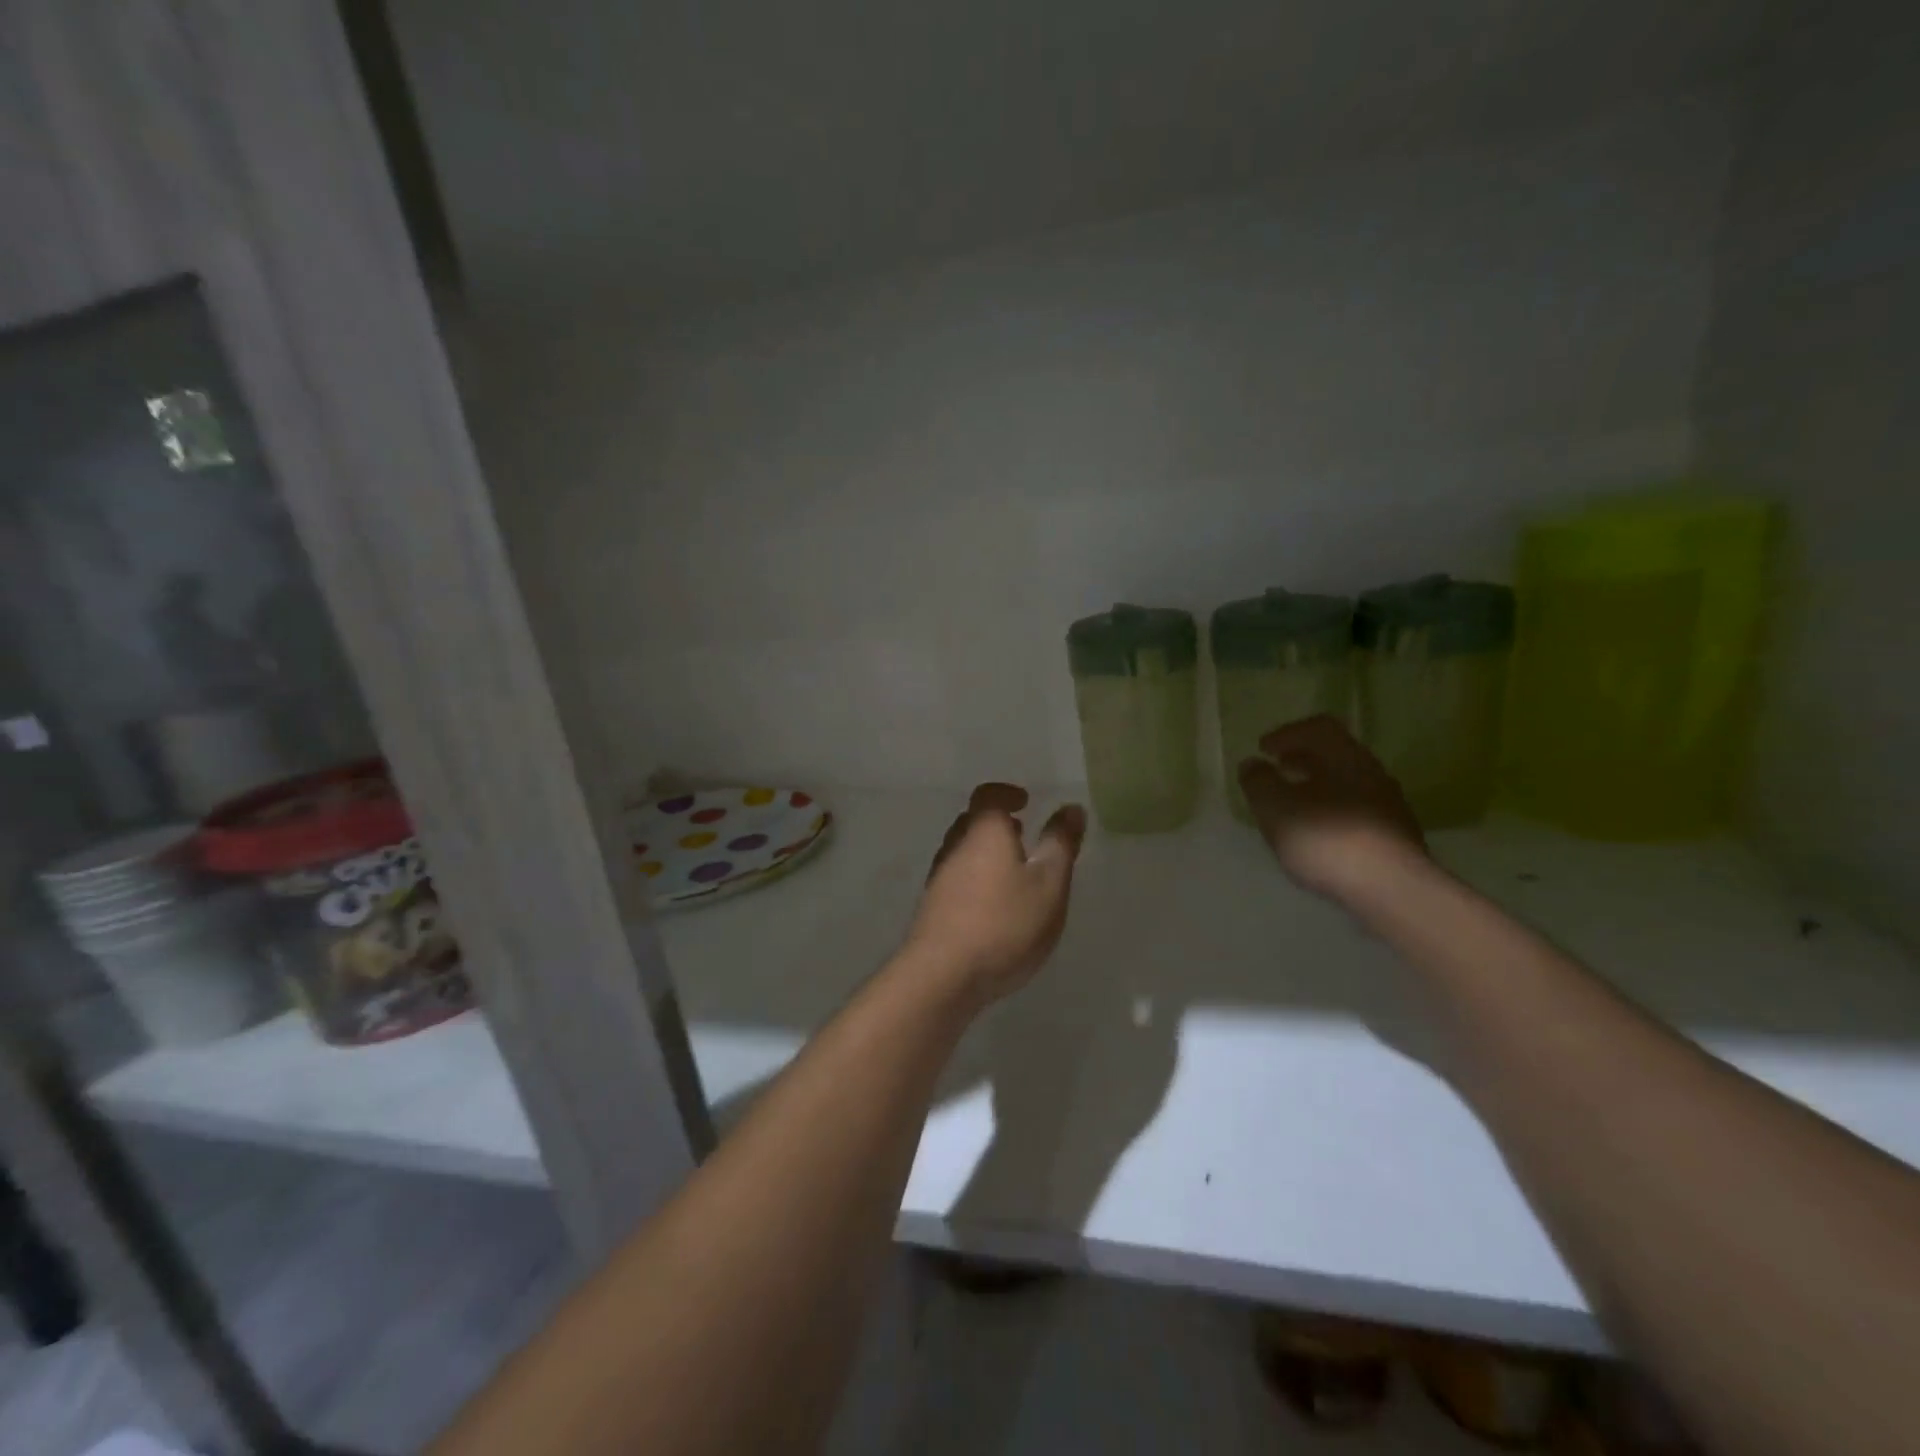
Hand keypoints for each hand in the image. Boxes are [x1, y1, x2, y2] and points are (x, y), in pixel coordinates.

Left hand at [905, 783, 1085, 1007]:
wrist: (942, 975)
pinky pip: (956, 878)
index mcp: (983, 832)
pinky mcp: (932, 908)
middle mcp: (955, 846)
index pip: (989, 796)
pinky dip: (976, 878)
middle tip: (1022, 833)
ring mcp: (938, 878)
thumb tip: (1071, 808)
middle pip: (972, 822)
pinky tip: (993, 905)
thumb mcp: (1048, 884)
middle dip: (997, 823)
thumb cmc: (1004, 923)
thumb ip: (1060, 844)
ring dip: (985, 852)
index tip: (1025, 800)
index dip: (1007, 793)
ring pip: (962, 851)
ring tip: (1013, 871)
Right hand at [1238, 715, 1427, 903]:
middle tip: (1277, 770)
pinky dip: (1332, 811)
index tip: (1263, 749)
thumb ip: (1259, 781)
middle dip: (1302, 759)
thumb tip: (1252, 764)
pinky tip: (1319, 833)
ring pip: (1347, 783)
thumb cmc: (1326, 838)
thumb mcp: (1275, 807)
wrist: (1392, 889)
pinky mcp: (1395, 835)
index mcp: (1344, 756)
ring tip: (1293, 805)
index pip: (1318, 727)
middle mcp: (1371, 772)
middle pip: (1335, 754)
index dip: (1287, 733)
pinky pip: (1357, 810)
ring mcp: (1389, 804)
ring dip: (1318, 786)